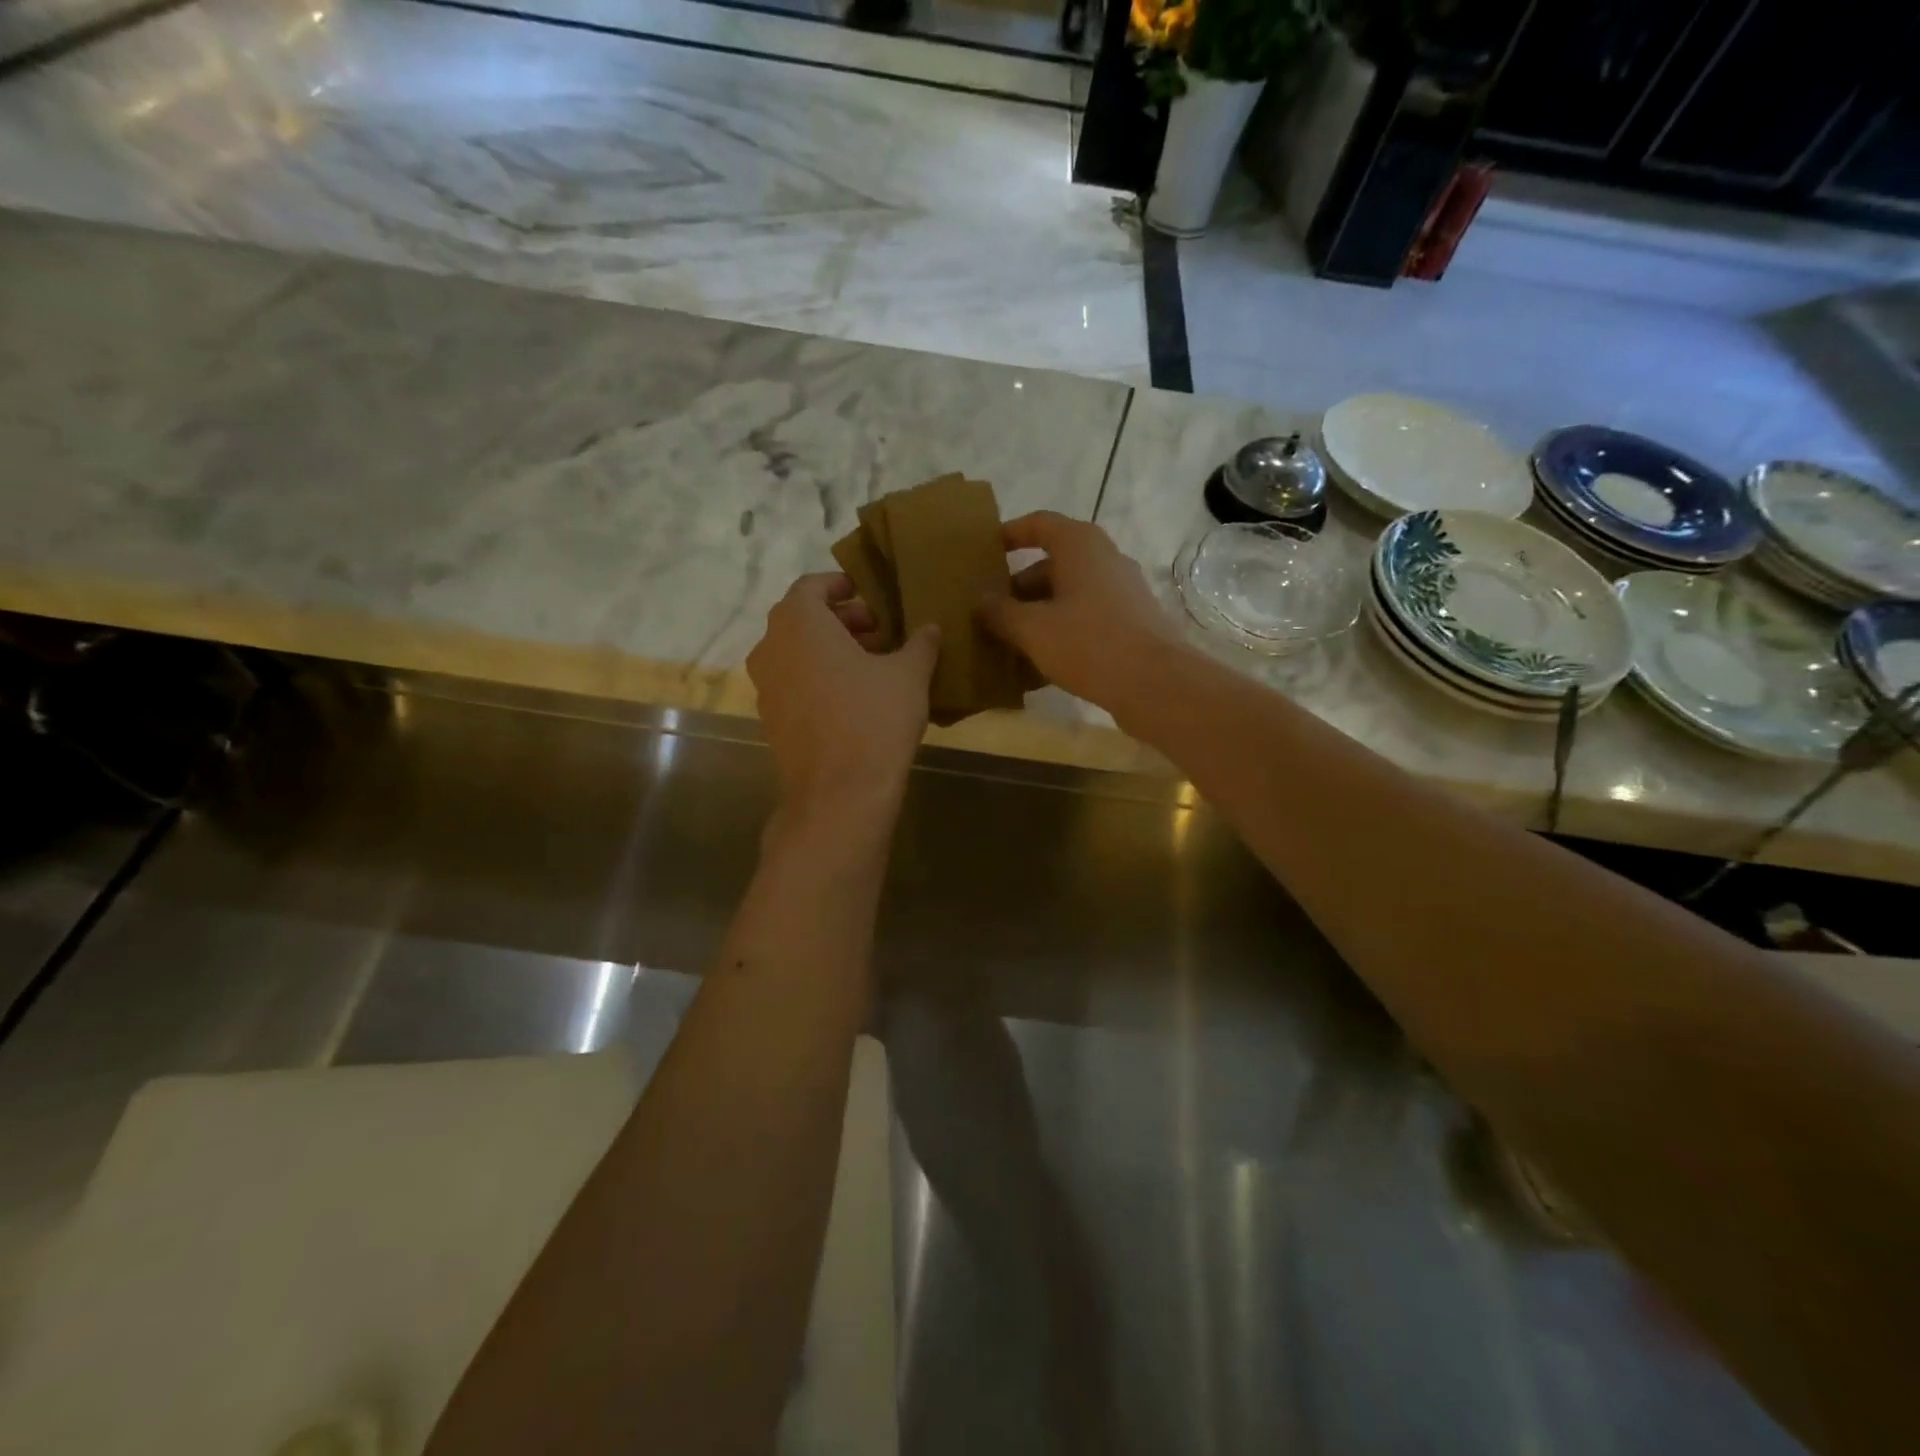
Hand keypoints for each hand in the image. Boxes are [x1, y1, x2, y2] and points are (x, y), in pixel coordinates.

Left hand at [747, 573, 939, 817]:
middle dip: (842, 620)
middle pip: (803, 619)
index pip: (813, 585)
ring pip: (797, 651)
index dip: (842, 586)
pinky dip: (818, 677)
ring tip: (872, 664)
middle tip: (880, 632)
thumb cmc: (874, 719)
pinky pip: (793, 681)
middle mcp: (771, 646)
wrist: (839, 793)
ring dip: (830, 650)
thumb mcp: (909, 674)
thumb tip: (931, 628)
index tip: (870, 596)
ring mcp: (765, 685)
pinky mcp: (770, 718)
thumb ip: (920, 643)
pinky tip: (853, 697)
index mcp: (799, 622)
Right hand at [974, 512, 1186, 710]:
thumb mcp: (1032, 629)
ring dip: (1037, 614)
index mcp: (1080, 546)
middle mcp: (1104, 560)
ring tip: (1007, 642)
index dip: (1010, 534)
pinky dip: (1060, 633)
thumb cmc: (1089, 643)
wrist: (1156, 684)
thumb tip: (980, 602)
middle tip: (989, 612)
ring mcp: (1121, 593)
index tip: (985, 552)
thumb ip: (1000, 613)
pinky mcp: (1130, 624)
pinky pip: (1085, 620)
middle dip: (1018, 588)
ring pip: (1068, 596)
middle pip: (1052, 565)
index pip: (1039, 524)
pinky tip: (1038, 666)